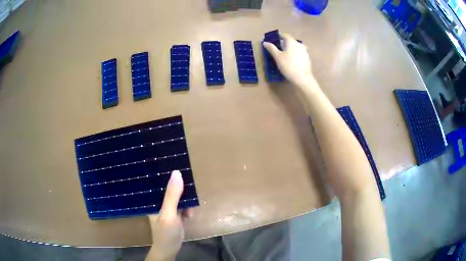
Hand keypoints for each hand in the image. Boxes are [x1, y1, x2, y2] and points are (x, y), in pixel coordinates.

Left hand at [145, 170, 193, 260]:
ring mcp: (167, 209)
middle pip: (169, 189)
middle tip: (189, 187)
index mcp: (152, 199)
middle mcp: (158, 202)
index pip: (157, 181)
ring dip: (186, 201)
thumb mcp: (169, 213)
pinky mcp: (175, 216)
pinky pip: (182, 207)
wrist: (170, 249)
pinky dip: (188, 209)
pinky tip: (190, 215)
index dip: (166, 173)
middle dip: (180, 189)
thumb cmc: (165, 232)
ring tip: (189, 209)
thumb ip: (172, 195)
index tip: (176, 164)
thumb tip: (177, 172)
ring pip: (177, 198)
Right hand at [263, 33, 315, 87]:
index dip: (279, 36)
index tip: (274, 40)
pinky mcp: (307, 58)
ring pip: (296, 47)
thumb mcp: (278, 57)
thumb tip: (265, 42)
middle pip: (291, 41)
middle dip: (284, 43)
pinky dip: (295, 54)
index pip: (285, 35)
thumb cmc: (289, 66)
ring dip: (290, 49)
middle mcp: (299, 44)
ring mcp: (305, 51)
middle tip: (278, 48)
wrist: (303, 78)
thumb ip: (271, 48)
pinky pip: (299, 53)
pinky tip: (292, 60)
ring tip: (285, 55)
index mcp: (292, 42)